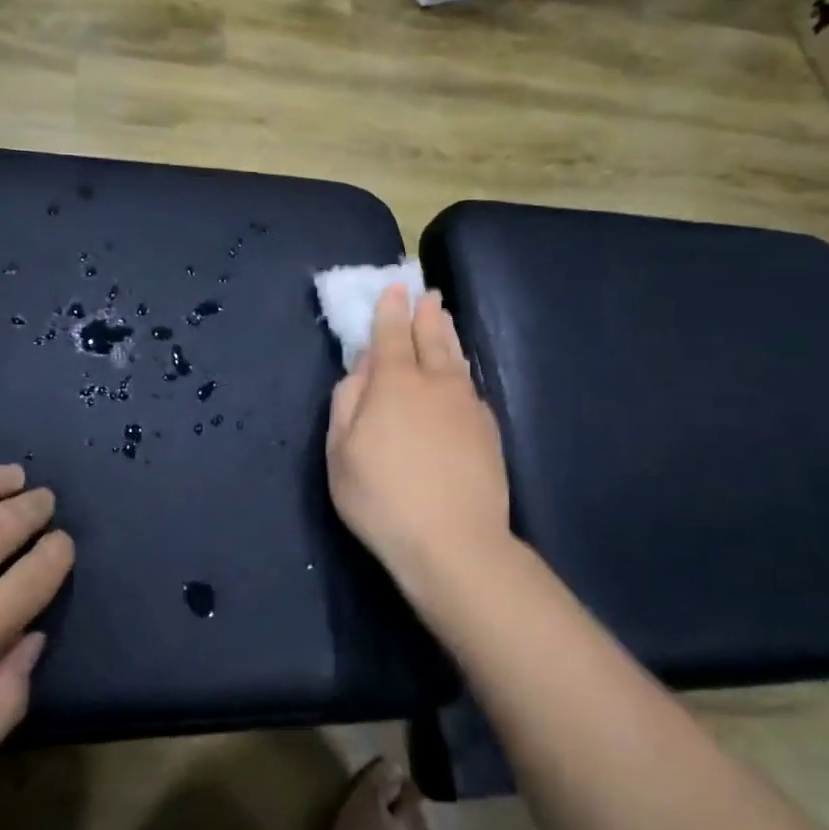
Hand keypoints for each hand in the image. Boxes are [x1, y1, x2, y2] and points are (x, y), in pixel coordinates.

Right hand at [328, 286, 509, 588]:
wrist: (454, 542)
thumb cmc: (382, 498)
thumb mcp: (340, 453)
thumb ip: (347, 403)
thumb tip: (360, 369)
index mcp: (395, 384)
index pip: (392, 335)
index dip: (391, 310)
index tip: (395, 287)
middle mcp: (436, 384)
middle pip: (432, 338)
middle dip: (426, 314)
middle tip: (427, 294)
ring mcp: (467, 406)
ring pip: (457, 359)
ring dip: (448, 335)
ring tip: (445, 318)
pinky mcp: (488, 431)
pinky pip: (470, 386)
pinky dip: (462, 370)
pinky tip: (461, 374)